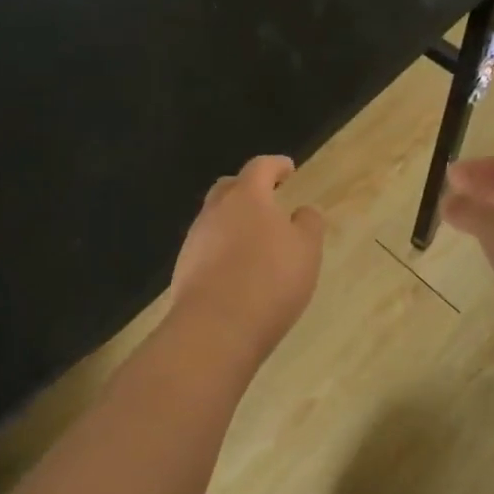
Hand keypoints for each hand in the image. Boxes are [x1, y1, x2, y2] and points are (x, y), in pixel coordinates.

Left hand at [170, 156, 324, 356]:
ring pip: (215, 218)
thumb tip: (303, 211)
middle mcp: (215, 211)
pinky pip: (207, 247)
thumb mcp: (306, 251)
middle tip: (267, 198)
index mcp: (247, 197)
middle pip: (229, 188)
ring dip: (234, 221)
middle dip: (248, 188)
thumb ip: (308, 224)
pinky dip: (223, 248)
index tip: (289, 168)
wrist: (215, 329)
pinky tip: (237, 269)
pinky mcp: (184, 268)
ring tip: (254, 238)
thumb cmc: (270, 280)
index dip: (276, 165)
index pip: (260, 167)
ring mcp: (195, 240)